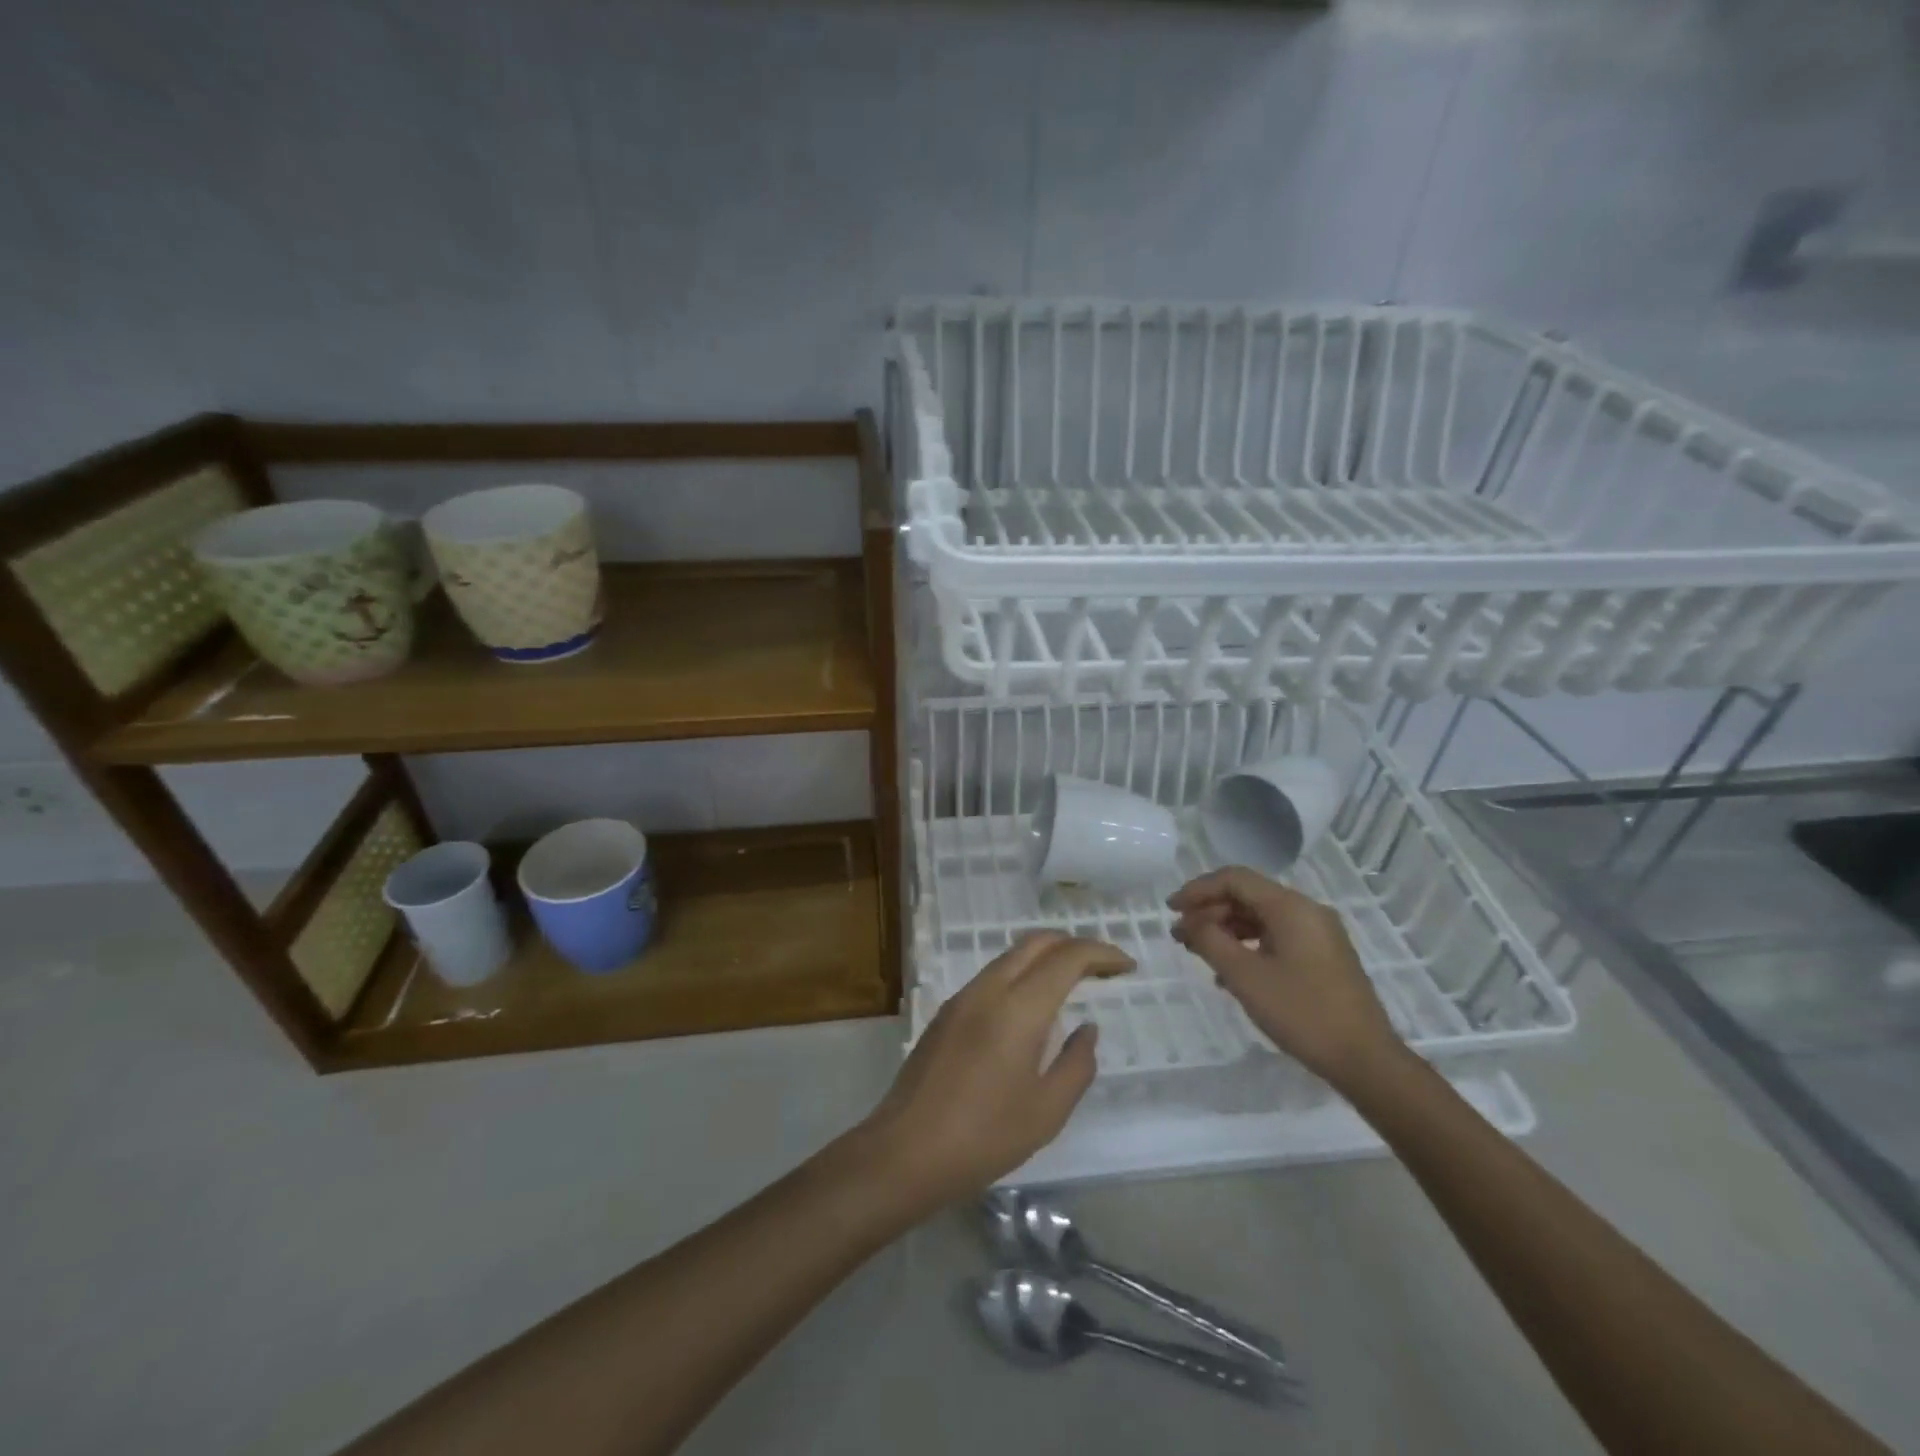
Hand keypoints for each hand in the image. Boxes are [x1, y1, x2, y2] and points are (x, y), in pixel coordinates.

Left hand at [861, 933, 1131, 1210]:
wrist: (905, 1150)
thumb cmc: (984, 1136)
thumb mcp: (1046, 1111)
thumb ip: (1076, 1065)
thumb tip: (1087, 1029)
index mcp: (1018, 1008)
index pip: (1067, 958)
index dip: (1101, 954)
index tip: (1127, 965)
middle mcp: (989, 989)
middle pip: (1036, 943)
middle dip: (1074, 945)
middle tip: (1103, 967)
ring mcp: (962, 997)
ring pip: (1011, 955)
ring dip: (1046, 957)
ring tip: (1073, 981)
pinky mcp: (947, 1012)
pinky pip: (992, 975)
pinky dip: (1022, 973)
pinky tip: (1032, 1005)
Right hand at [1169, 867, 1399, 1086]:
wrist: (1365, 1060)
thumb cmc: (1301, 1012)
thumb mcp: (1245, 976)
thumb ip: (1210, 941)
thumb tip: (1190, 923)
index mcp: (1290, 907)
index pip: (1235, 879)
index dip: (1198, 889)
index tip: (1171, 910)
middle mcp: (1307, 911)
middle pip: (1248, 896)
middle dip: (1210, 911)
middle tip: (1180, 935)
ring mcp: (1319, 934)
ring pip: (1261, 917)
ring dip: (1226, 929)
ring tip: (1200, 952)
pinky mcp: (1323, 957)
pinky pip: (1277, 937)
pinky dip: (1248, 945)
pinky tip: (1230, 972)